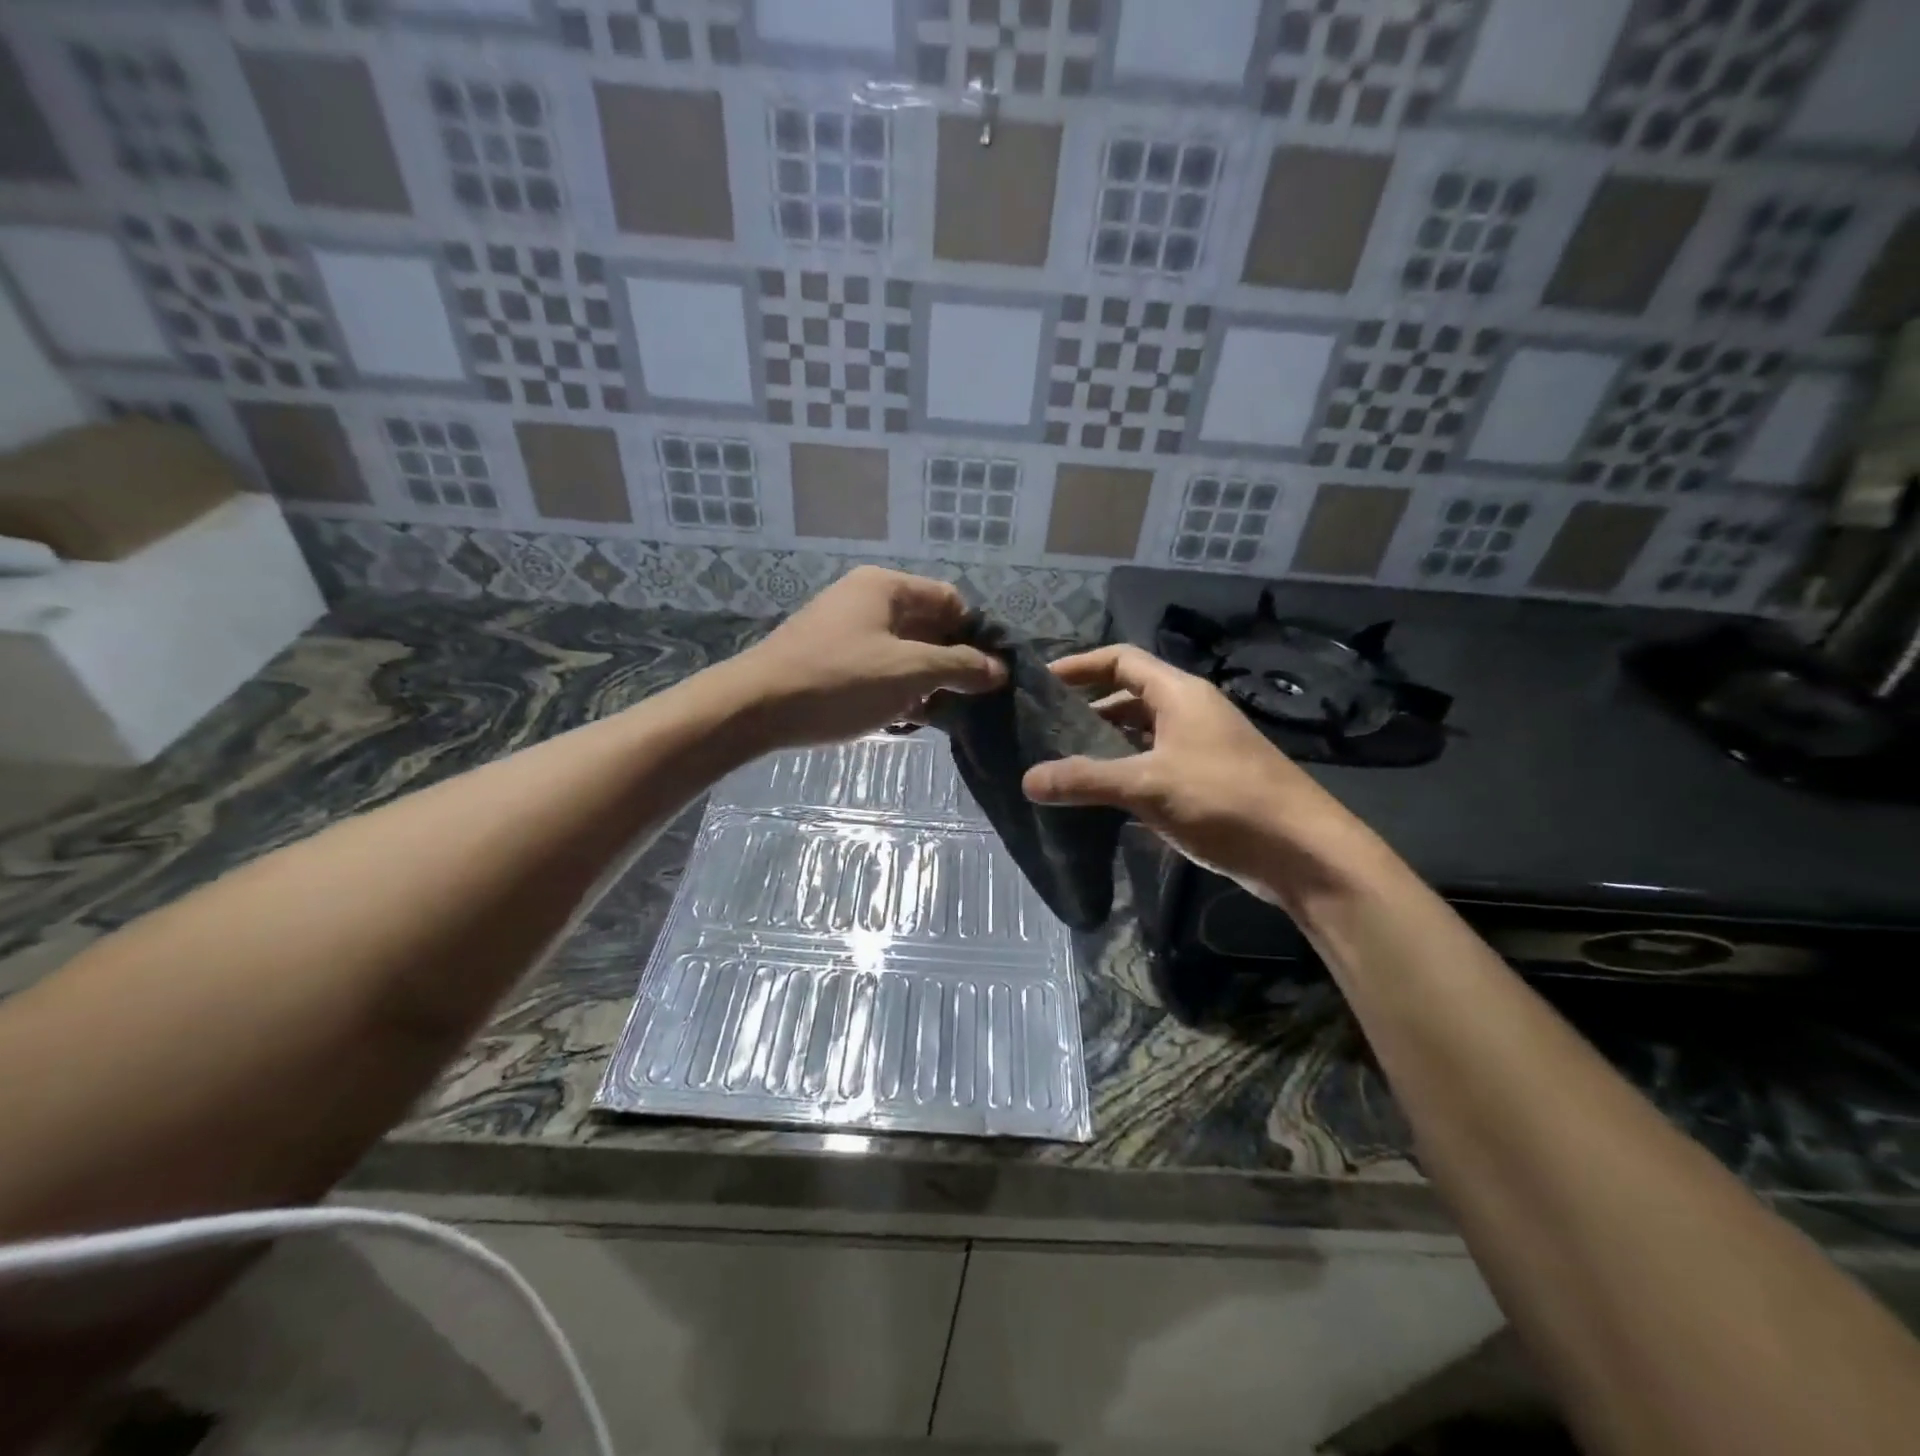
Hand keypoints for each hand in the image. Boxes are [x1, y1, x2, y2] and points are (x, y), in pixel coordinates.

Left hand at [727, 567, 1004, 748]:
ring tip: (939, 714)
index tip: (990, 673)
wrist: (755, 709)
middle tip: (970, 699)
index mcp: (886, 587)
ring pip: (903, 651)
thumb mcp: (909, 672)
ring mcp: (845, 630)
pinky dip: (896, 689)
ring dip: (925, 681)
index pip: (950, 600)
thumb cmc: (839, 681)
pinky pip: (878, 668)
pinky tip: (904, 720)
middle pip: (927, 626)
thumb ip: (960, 667)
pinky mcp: (830, 660)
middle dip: (951, 662)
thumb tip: (999, 669)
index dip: (975, 634)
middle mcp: (866, 600)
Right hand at [1020, 645, 1370, 903]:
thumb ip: (1086, 780)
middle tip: (1042, 731)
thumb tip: (1027, 780)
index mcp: (1179, 694)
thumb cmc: (1225, 800)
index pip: (1121, 660)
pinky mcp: (1206, 782)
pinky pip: (1153, 766)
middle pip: (1128, 698)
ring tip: (1060, 765)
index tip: (1041, 683)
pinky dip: (1125, 774)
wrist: (1302, 853)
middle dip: (1086, 711)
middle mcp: (1190, 712)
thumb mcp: (1148, 785)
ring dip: (1104, 747)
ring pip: (1140, 736)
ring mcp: (1200, 748)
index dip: (1080, 666)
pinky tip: (1098, 798)